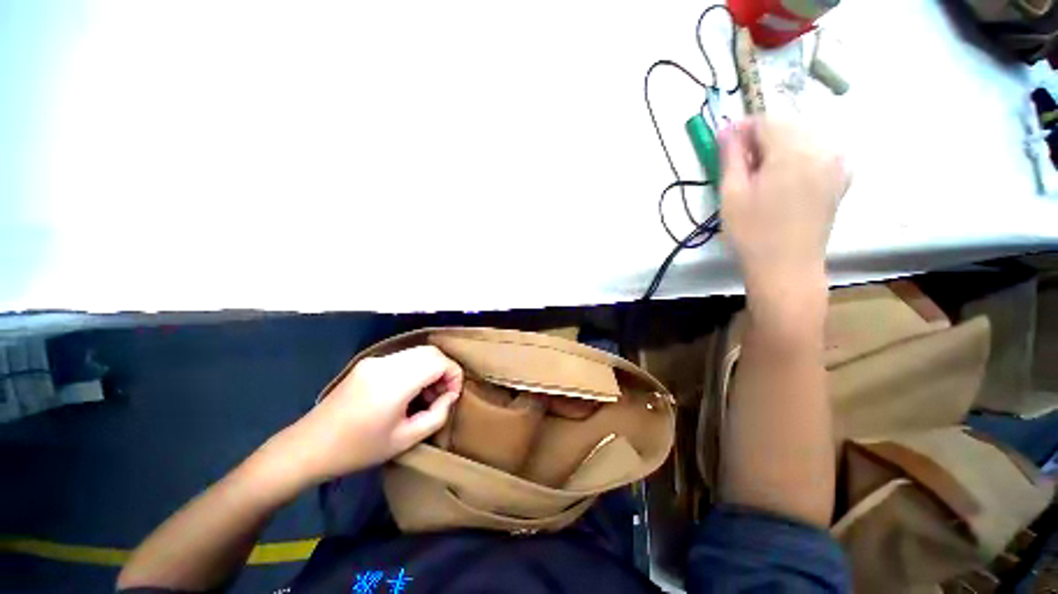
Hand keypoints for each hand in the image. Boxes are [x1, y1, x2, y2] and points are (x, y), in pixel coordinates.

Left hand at [267, 346, 462, 487]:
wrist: (307, 448)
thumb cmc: (358, 450)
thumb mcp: (405, 440)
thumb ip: (437, 416)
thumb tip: (450, 396)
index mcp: (394, 382)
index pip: (439, 361)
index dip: (453, 374)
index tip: (452, 396)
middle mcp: (386, 363)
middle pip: (430, 352)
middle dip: (444, 370)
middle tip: (442, 395)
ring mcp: (375, 360)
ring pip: (418, 352)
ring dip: (431, 368)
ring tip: (427, 396)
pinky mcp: (368, 363)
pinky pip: (403, 358)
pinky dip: (416, 369)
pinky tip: (409, 391)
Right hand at [719, 118, 847, 294]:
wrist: (787, 267)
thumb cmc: (752, 232)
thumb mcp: (732, 194)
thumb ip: (731, 157)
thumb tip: (726, 130)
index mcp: (793, 151)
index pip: (766, 120)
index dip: (742, 128)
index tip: (724, 144)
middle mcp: (822, 148)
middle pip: (787, 125)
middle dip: (760, 137)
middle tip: (739, 163)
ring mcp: (836, 163)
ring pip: (802, 137)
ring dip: (778, 146)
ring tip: (759, 172)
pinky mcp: (840, 178)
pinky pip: (817, 151)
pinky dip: (797, 155)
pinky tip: (784, 176)